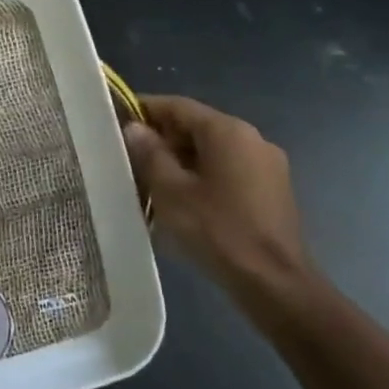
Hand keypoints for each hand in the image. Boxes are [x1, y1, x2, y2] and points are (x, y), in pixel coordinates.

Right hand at [123, 96, 312, 303]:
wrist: (274, 283)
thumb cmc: (217, 229)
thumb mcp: (170, 189)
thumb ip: (149, 152)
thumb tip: (134, 128)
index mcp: (228, 131)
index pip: (177, 106)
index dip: (143, 109)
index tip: (114, 121)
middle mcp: (252, 139)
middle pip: (195, 126)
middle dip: (160, 138)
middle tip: (128, 158)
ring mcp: (266, 165)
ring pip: (210, 150)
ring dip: (179, 159)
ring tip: (150, 182)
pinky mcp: (271, 190)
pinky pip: (227, 169)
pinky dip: (200, 175)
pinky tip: (181, 199)